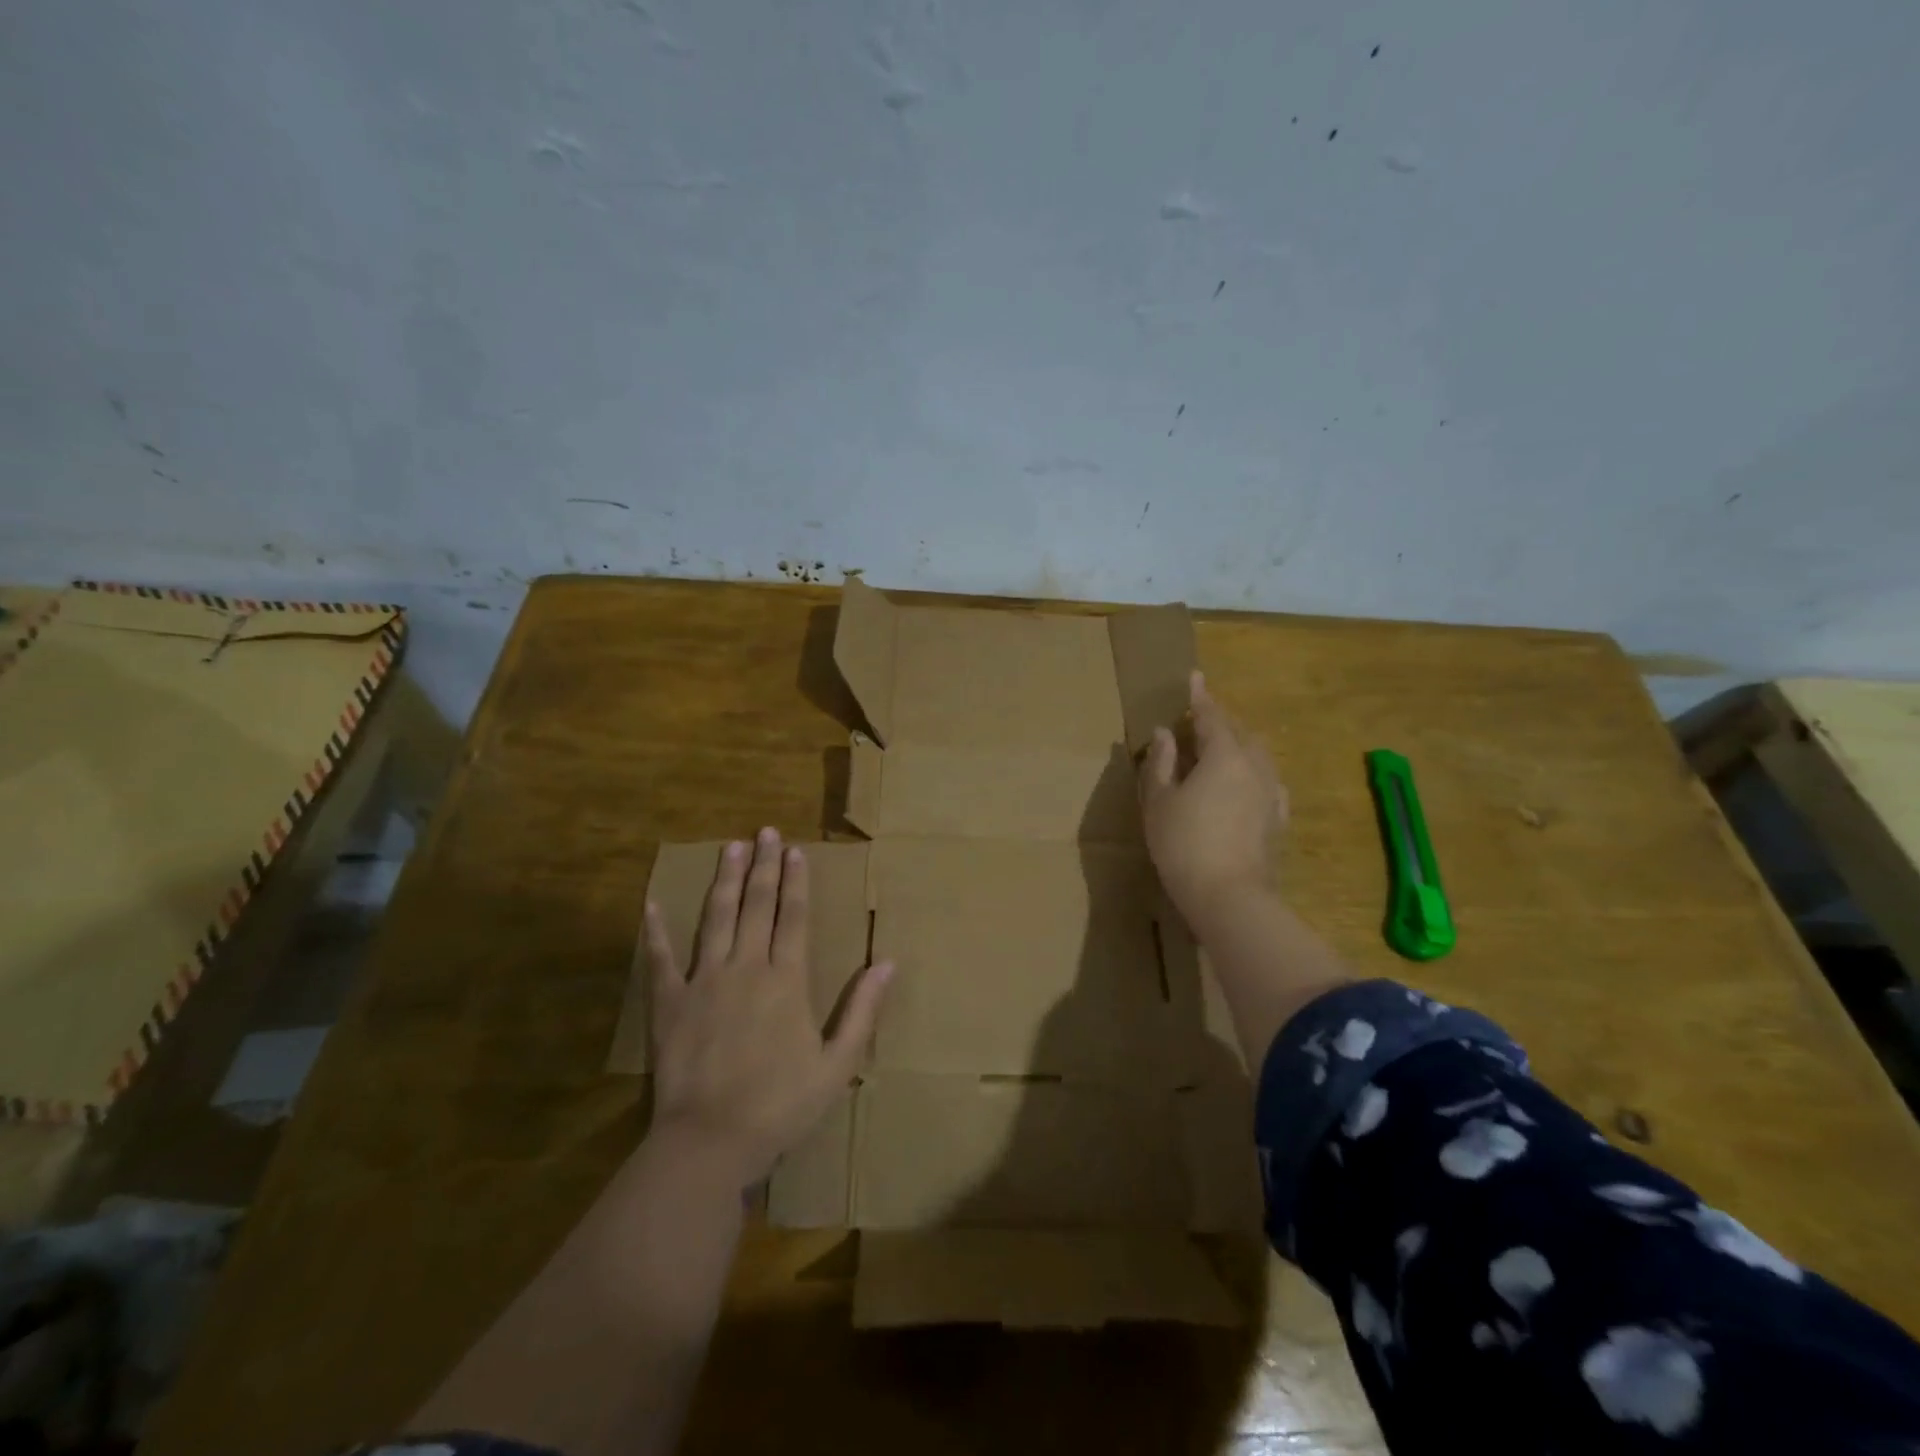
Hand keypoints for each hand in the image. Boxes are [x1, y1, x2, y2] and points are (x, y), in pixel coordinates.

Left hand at [645, 827, 892, 1184]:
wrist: (709, 1142)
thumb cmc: (780, 1105)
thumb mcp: (838, 1065)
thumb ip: (863, 1010)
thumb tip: (888, 962)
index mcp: (787, 980)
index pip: (794, 917)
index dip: (796, 881)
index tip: (795, 850)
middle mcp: (746, 967)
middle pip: (757, 906)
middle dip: (763, 866)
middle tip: (765, 832)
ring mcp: (704, 981)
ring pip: (716, 918)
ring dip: (724, 881)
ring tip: (730, 848)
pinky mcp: (670, 1003)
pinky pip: (661, 960)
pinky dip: (656, 931)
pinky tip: (651, 904)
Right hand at [1139, 670, 1287, 929]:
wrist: (1230, 897)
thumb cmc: (1184, 844)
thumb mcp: (1159, 802)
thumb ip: (1161, 763)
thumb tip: (1165, 734)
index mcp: (1224, 755)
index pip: (1211, 716)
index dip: (1199, 697)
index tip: (1194, 677)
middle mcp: (1255, 767)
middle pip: (1240, 733)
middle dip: (1220, 722)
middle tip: (1198, 722)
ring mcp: (1272, 794)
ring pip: (1258, 756)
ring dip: (1239, 746)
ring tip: (1219, 752)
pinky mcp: (1279, 820)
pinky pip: (1267, 782)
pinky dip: (1252, 774)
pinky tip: (1244, 786)